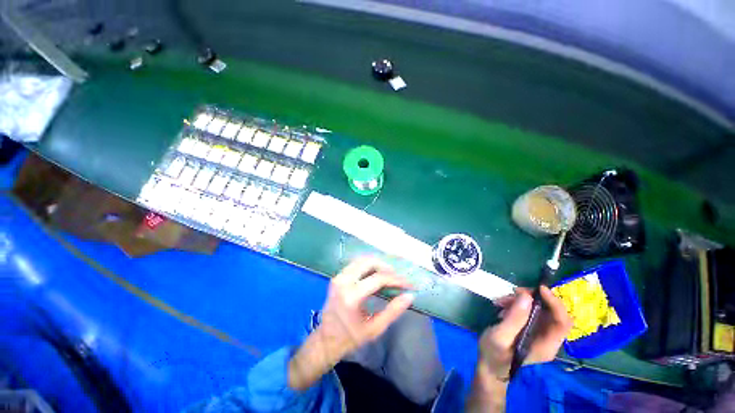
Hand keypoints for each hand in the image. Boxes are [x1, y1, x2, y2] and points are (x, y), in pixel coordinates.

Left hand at [318, 257, 415, 356]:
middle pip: (369, 262)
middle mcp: (343, 282)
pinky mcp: (337, 276)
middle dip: (386, 267)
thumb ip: (393, 311)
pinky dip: (368, 265)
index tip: (408, 284)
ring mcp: (338, 277)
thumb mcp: (375, 328)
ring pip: (361, 259)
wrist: (326, 339)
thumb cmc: (351, 337)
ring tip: (388, 275)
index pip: (378, 278)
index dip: (396, 279)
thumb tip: (409, 296)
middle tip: (397, 277)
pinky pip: (355, 264)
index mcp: (352, 296)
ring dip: (377, 264)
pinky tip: (375, 274)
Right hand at [466, 287, 570, 411]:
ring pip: (540, 309)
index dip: (555, 303)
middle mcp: (548, 339)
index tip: (538, 288)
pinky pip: (529, 311)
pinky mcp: (530, 328)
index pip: (562, 322)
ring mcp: (539, 333)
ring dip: (522, 300)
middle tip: (514, 292)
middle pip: (553, 313)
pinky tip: (503, 306)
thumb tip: (526, 296)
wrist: (489, 365)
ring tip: (502, 300)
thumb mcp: (500, 336)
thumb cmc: (494, 354)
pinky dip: (517, 304)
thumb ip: (514, 318)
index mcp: (546, 345)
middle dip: (534, 298)